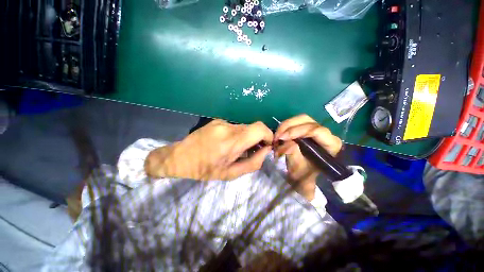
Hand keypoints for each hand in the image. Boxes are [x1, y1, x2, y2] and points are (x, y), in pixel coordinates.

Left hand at [145, 119, 272, 180]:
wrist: (180, 157)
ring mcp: (222, 122)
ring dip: (247, 138)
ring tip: (237, 149)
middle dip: (258, 139)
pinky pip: (235, 127)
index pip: (259, 129)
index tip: (267, 145)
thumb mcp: (230, 174)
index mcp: (231, 142)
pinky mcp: (218, 121)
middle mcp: (227, 128)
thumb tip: (266, 150)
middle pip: (253, 128)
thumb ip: (252, 163)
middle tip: (253, 151)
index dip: (268, 135)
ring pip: (244, 128)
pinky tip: (227, 144)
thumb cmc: (204, 169)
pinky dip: (238, 135)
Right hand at [274, 114, 341, 200]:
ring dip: (285, 126)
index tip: (282, 138)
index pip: (315, 130)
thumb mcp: (298, 167)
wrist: (307, 177)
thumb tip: (285, 140)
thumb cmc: (305, 175)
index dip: (297, 131)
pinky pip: (296, 123)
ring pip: (300, 119)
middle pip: (306, 120)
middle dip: (288, 126)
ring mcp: (317, 129)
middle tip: (277, 137)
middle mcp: (326, 133)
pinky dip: (286, 127)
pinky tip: (280, 135)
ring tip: (277, 136)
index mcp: (331, 144)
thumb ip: (292, 153)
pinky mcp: (308, 130)